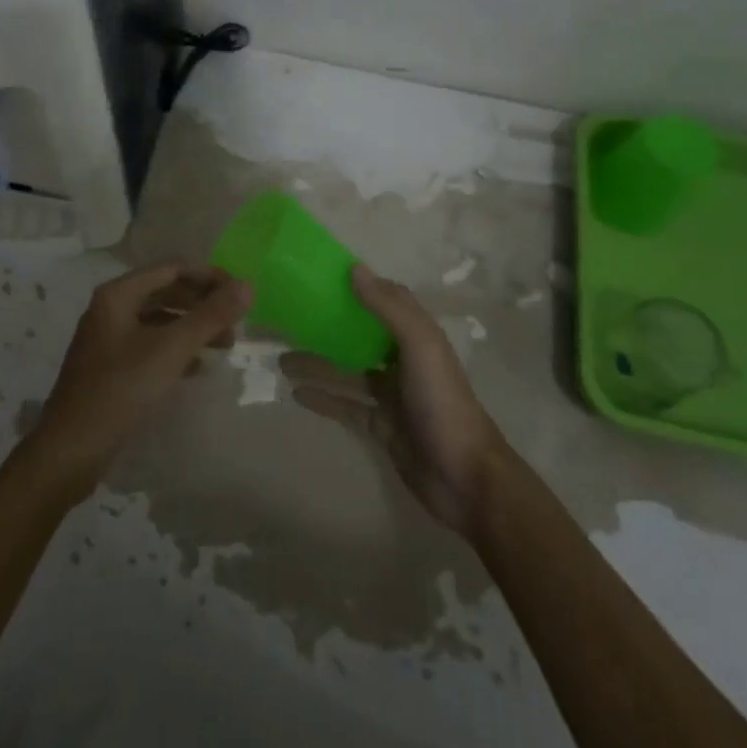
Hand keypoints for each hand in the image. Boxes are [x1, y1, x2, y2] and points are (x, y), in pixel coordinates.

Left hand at [27, 263, 251, 497]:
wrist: (70, 451)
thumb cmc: (120, 390)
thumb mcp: (171, 350)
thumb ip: (210, 316)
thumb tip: (248, 285)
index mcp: (119, 294)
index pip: (173, 268)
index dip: (209, 276)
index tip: (240, 294)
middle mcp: (111, 308)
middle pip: (166, 291)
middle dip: (203, 304)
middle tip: (235, 324)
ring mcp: (109, 338)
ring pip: (160, 320)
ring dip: (193, 327)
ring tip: (225, 346)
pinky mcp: (111, 367)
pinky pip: (151, 345)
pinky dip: (177, 349)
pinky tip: (198, 367)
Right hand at [281, 265, 511, 538]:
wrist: (465, 479)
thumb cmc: (442, 403)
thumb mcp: (420, 346)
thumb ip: (389, 308)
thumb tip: (354, 269)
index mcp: (417, 335)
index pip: (384, 300)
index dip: (356, 287)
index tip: (320, 277)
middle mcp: (403, 360)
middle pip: (359, 336)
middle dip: (328, 327)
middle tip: (289, 320)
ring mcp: (392, 395)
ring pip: (347, 372)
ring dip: (317, 364)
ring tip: (280, 359)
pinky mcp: (381, 426)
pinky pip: (346, 406)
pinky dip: (323, 399)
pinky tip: (296, 392)